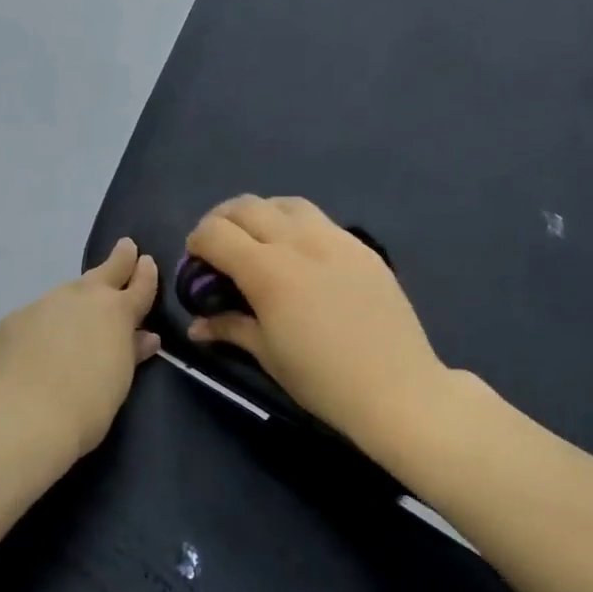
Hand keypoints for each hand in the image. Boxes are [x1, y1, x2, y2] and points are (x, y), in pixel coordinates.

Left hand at [0, 239, 160, 457]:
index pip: (138, 287)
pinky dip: (42, 325)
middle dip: (117, 261)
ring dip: (75, 297)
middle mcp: (77, 299)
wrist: (16, 417)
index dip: (145, 275)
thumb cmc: (85, 407)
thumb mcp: (118, 382)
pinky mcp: (8, 324)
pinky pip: (33, 318)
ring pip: (64, 294)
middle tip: (125, 247)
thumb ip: (130, 354)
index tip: (147, 261)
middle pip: (103, 274)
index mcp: (114, 312)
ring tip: (78, 309)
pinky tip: (36, 345)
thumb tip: (145, 337)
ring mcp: (38, 307)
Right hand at [184, 197, 452, 456]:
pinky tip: (300, 254)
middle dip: (222, 221)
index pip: (216, 233)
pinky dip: (296, 225)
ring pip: (286, 203)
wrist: (396, 387)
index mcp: (268, 271)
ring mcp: (335, 239)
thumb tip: (197, 325)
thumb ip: (230, 328)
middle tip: (219, 248)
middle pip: (246, 207)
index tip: (196, 263)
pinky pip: (320, 220)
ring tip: (258, 241)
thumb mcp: (268, 354)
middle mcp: (299, 242)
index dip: (196, 242)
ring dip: (261, 214)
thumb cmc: (322, 379)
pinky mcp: (362, 247)